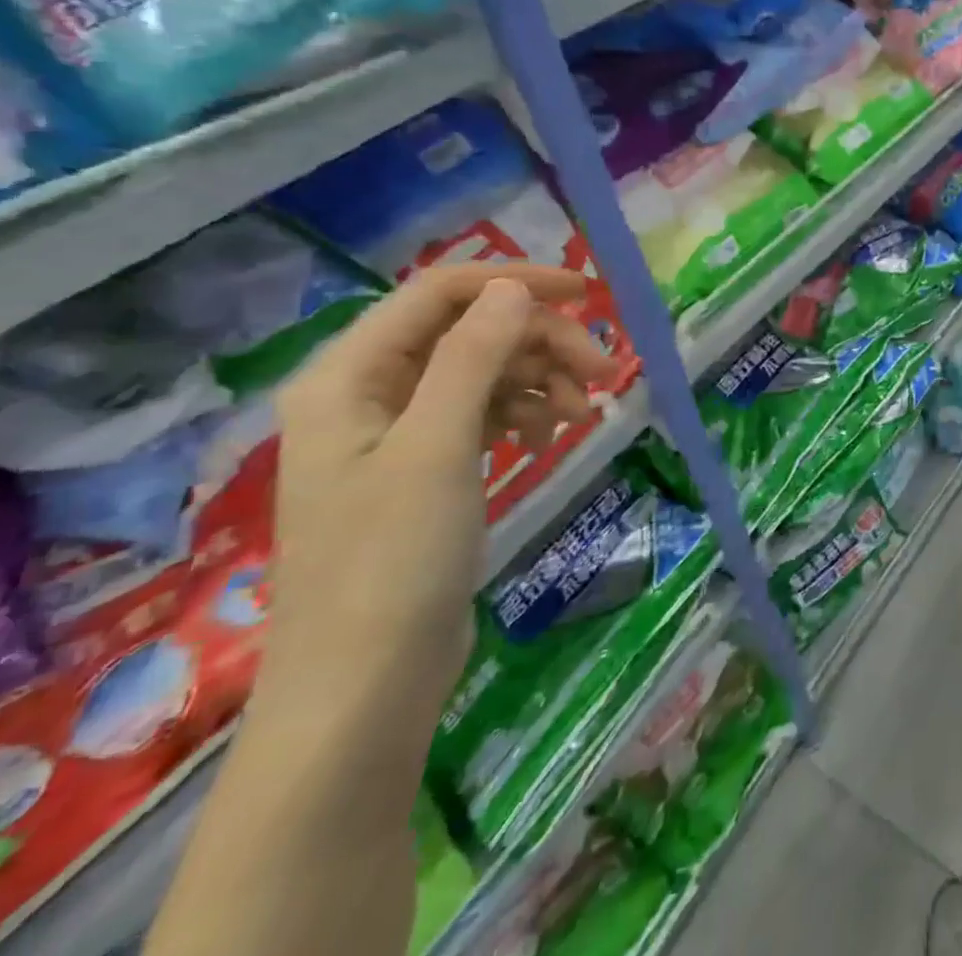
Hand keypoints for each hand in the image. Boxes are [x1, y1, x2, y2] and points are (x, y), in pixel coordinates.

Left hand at [265, 265, 611, 723]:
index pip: (439, 294)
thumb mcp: (438, 447)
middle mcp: (368, 393)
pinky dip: (527, 412)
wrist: (365, 687)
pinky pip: (485, 412)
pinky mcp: (426, 468)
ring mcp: (397, 433)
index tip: (588, 294)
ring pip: (485, 371)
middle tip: (605, 370)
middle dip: (541, 342)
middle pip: (470, 332)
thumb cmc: (392, 560)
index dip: (514, 283)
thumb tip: (513, 288)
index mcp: (349, 376)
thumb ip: (473, 356)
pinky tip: (554, 434)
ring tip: (588, 411)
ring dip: (542, 378)